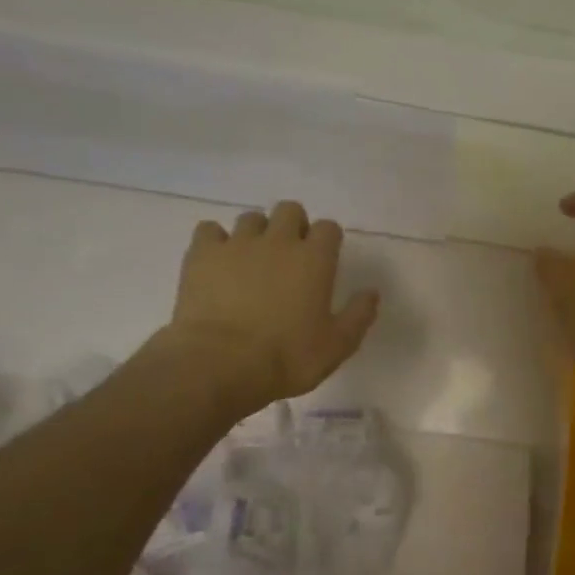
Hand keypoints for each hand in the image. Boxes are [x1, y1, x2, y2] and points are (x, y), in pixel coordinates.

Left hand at [159, 201, 379, 420]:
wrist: (221, 364)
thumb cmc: (288, 357)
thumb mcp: (338, 345)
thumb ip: (359, 315)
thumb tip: (372, 292)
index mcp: (315, 260)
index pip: (328, 228)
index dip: (328, 240)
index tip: (325, 259)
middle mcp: (278, 241)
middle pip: (290, 210)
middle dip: (294, 226)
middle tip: (291, 256)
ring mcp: (237, 244)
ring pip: (251, 218)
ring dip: (257, 233)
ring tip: (254, 260)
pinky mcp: (202, 254)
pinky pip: (210, 230)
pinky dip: (216, 241)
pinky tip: (219, 262)